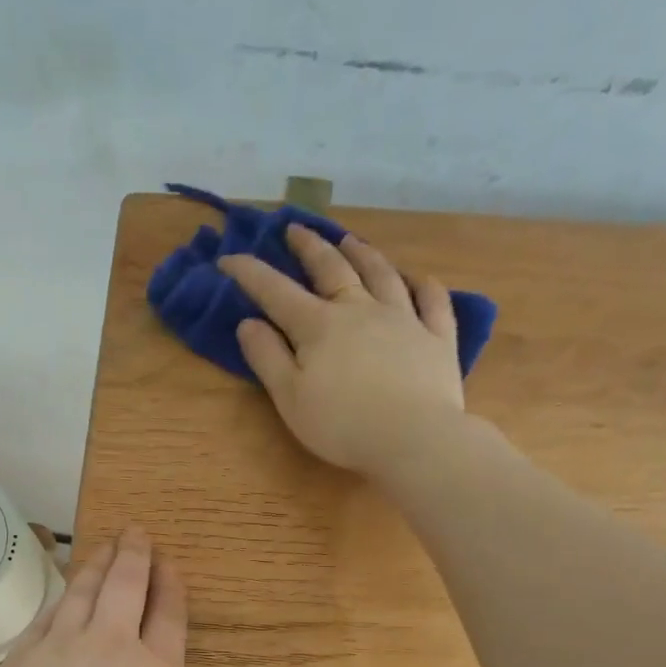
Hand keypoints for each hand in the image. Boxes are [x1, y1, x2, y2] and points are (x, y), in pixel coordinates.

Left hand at [0, 528, 228, 666]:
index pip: (169, 616)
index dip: (170, 585)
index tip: (169, 563)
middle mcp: (113, 647)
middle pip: (127, 585)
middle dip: (135, 554)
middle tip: (136, 532)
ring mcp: (63, 644)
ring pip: (84, 588)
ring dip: (98, 562)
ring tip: (105, 545)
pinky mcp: (23, 652)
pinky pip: (47, 613)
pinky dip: (61, 597)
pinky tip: (64, 592)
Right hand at [220, 224, 466, 476]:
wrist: (414, 438)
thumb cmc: (341, 424)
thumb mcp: (290, 398)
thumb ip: (267, 358)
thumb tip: (248, 323)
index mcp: (318, 326)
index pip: (276, 291)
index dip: (250, 272)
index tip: (228, 258)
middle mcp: (360, 310)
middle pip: (331, 269)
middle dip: (309, 247)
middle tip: (296, 229)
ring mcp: (403, 319)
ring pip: (381, 275)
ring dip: (363, 254)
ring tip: (351, 241)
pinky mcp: (437, 337)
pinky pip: (433, 302)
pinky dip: (424, 286)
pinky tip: (419, 279)